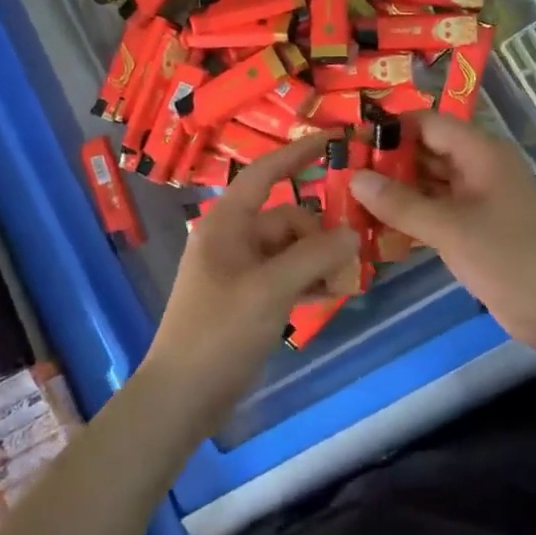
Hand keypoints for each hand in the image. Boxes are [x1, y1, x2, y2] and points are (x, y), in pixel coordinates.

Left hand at [140, 134, 359, 429]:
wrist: (184, 395)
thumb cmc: (220, 331)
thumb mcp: (271, 289)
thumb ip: (314, 256)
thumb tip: (352, 233)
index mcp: (227, 223)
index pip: (265, 173)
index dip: (298, 153)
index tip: (334, 138)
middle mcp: (233, 238)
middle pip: (287, 218)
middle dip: (320, 234)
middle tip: (352, 258)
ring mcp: (240, 269)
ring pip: (290, 249)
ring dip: (318, 260)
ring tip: (346, 280)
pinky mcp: (247, 297)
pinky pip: (285, 275)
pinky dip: (307, 280)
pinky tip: (331, 294)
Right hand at [348, 113, 535, 357]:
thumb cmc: (510, 259)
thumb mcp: (451, 229)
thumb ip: (401, 204)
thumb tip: (355, 178)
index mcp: (481, 153)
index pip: (427, 123)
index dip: (390, 129)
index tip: (349, 144)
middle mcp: (479, 167)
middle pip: (426, 151)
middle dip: (387, 162)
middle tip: (341, 174)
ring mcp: (479, 198)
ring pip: (430, 182)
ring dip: (396, 190)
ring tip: (350, 198)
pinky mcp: (477, 226)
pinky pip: (438, 209)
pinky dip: (412, 214)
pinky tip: (378, 225)